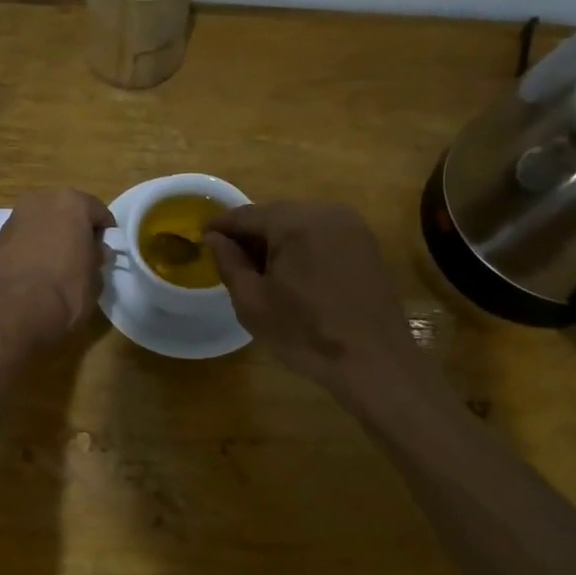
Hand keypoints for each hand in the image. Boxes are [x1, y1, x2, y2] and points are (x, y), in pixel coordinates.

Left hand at [0, 188, 113, 351]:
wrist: (13, 313)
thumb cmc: (65, 290)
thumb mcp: (96, 278)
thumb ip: (97, 257)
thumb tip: (96, 251)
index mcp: (72, 202)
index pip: (98, 212)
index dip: (105, 233)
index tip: (107, 251)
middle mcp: (42, 200)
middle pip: (67, 211)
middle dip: (75, 229)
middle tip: (83, 254)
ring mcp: (16, 217)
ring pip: (43, 222)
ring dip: (52, 236)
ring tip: (58, 263)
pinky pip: (25, 237)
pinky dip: (32, 246)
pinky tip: (37, 269)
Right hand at [205, 201, 421, 395]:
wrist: (374, 362)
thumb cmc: (306, 334)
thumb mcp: (253, 302)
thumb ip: (229, 263)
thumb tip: (214, 238)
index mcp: (295, 222)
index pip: (246, 215)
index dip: (221, 226)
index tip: (201, 239)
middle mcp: (326, 212)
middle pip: (275, 215)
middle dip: (250, 234)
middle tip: (229, 259)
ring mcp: (352, 226)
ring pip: (300, 223)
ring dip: (277, 241)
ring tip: (260, 271)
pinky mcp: (366, 244)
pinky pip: (323, 235)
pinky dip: (302, 247)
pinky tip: (293, 275)